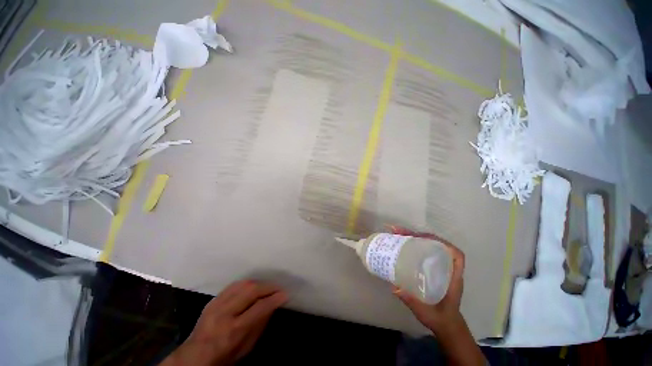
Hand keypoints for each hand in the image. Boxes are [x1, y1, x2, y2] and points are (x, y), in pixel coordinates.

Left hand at [162, 280, 287, 365]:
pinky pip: (234, 284)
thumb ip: (260, 324)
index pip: (259, 307)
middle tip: (278, 288)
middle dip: (268, 287)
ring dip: (259, 283)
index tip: (285, 294)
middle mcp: (224, 313)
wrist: (194, 356)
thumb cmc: (224, 356)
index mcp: (233, 330)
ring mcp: (217, 303)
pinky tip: (254, 286)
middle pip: (251, 290)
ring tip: (267, 287)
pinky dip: (247, 283)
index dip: (274, 299)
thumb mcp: (246, 347)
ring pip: (243, 284)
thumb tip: (273, 305)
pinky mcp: (213, 299)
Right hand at [389, 226, 464, 334]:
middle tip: (401, 233)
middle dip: (420, 236)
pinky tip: (403, 246)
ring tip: (399, 235)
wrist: (446, 327)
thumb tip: (395, 287)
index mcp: (453, 279)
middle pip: (439, 246)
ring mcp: (441, 269)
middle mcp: (448, 270)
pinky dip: (415, 247)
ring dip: (416, 239)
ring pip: (431, 248)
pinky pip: (425, 254)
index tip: (424, 238)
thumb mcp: (426, 313)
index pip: (456, 255)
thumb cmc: (441, 319)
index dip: (442, 243)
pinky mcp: (433, 270)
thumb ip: (412, 301)